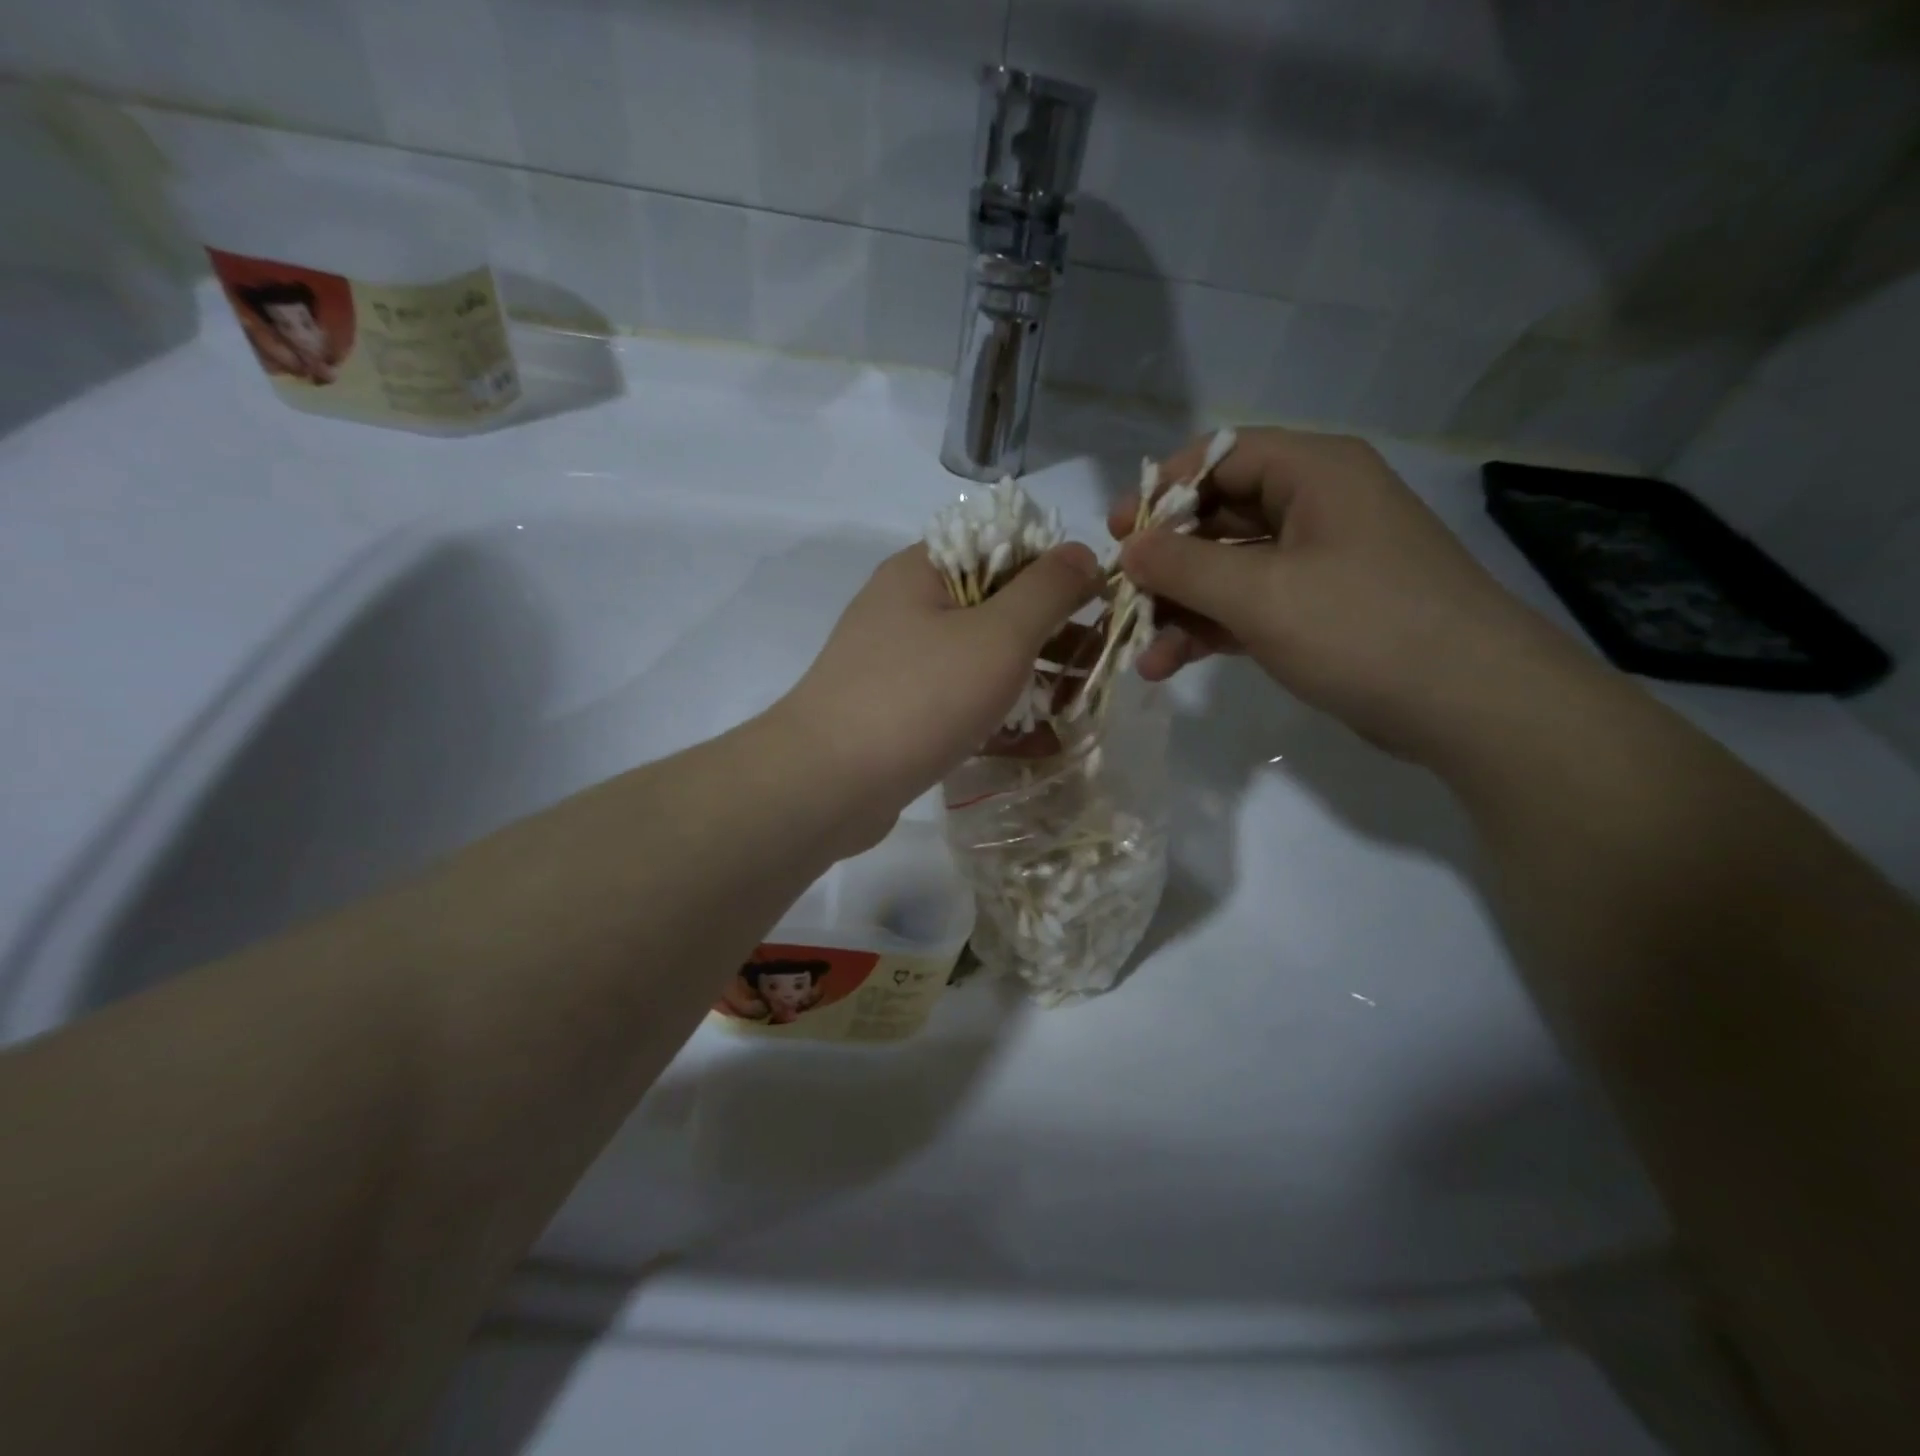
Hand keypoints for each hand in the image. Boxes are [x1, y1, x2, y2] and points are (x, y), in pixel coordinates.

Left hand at [774, 540, 1100, 819]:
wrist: (827, 783)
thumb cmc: (920, 696)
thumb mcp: (998, 634)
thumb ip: (1047, 590)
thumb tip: (1082, 552)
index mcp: (923, 570)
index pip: (1002, 547)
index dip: (1055, 570)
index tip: (1098, 605)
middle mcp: (905, 608)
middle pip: (993, 605)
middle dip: (1049, 634)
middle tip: (1096, 663)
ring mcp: (896, 663)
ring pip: (977, 658)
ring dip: (1028, 677)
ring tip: (1076, 707)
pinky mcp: (895, 712)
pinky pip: (957, 701)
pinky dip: (995, 714)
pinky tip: (1037, 743)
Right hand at [1112, 427, 1578, 761]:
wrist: (1469, 704)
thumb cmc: (1361, 626)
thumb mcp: (1260, 592)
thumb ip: (1184, 566)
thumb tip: (1129, 547)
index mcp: (1313, 472)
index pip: (1220, 456)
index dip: (1162, 491)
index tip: (1118, 532)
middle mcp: (1315, 506)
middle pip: (1218, 516)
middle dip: (1165, 561)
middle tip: (1119, 594)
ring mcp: (1318, 562)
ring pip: (1229, 569)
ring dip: (1181, 607)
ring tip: (1139, 650)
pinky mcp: (1318, 612)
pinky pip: (1249, 607)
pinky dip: (1210, 630)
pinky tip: (1169, 664)